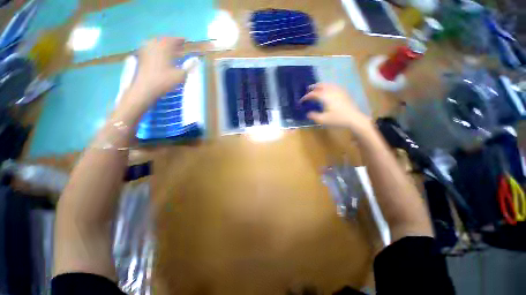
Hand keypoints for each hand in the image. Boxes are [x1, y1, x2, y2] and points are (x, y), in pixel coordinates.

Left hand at [115, 37, 194, 122]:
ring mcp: (146, 51)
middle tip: (178, 44)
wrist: (145, 88)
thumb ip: (189, 66)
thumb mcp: (180, 75)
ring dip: (163, 44)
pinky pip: (149, 48)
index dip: (179, 40)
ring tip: (169, 48)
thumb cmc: (164, 81)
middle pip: (163, 40)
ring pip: (155, 43)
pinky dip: (155, 48)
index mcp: (164, 49)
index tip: (185, 40)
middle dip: (171, 41)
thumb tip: (197, 60)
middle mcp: (154, 47)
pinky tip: (158, 53)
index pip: (172, 40)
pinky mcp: (142, 58)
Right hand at [301, 83, 371, 132]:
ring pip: (327, 84)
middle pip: (320, 85)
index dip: (306, 97)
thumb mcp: (323, 120)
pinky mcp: (343, 92)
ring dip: (320, 85)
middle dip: (313, 87)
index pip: (313, 94)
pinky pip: (334, 86)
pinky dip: (328, 86)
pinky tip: (328, 90)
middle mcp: (331, 91)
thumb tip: (308, 113)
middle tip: (308, 90)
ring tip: (317, 88)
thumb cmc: (337, 119)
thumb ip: (313, 116)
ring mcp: (338, 90)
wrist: (354, 118)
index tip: (302, 100)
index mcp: (325, 97)